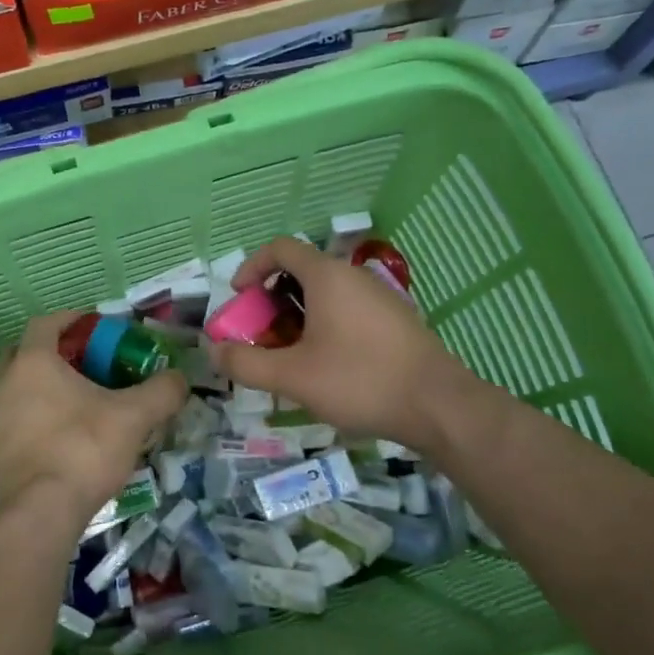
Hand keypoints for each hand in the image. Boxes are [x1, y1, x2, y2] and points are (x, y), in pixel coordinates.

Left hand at [0, 312, 186, 538]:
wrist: (36, 515)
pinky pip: (13, 419)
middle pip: (26, 352)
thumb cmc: (82, 450)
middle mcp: (4, 382)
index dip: (73, 320)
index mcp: (33, 361)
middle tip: (88, 365)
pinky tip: (62, 437)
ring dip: (43, 387)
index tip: (97, 328)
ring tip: (78, 403)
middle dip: (55, 353)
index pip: (47, 323)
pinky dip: (34, 417)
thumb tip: (180, 379)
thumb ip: (161, 392)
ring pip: (17, 387)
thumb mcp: (133, 417)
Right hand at [212, 236, 475, 444]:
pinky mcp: (395, 320)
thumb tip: (214, 351)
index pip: (280, 248)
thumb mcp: (292, 376)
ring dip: (296, 317)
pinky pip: (347, 310)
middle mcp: (353, 276)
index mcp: (327, 276)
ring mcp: (379, 297)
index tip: (239, 299)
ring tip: (289, 356)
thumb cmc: (360, 381)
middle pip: (300, 273)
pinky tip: (325, 366)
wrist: (439, 406)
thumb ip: (246, 362)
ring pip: (325, 295)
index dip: (251, 267)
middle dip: (270, 301)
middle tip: (260, 336)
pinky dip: (323, 325)